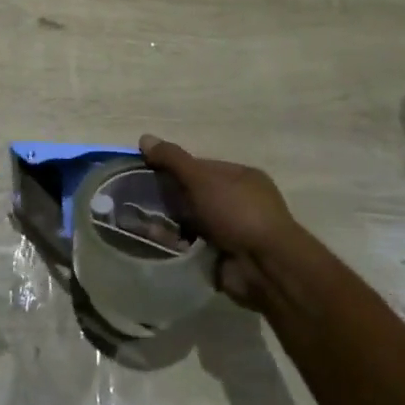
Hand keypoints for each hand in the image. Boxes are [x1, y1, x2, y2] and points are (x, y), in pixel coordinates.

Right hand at [140, 135, 320, 307]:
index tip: (147, 173)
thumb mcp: (202, 179)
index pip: (201, 166)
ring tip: (142, 222)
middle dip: (169, 198)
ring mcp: (233, 231)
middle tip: (140, 200)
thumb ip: (173, 159)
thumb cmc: (237, 213)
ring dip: (170, 223)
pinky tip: (156, 241)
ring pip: (193, 221)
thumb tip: (144, 138)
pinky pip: (194, 245)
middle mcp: (240, 202)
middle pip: (195, 194)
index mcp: (241, 177)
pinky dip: (177, 243)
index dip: (174, 167)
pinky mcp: (224, 256)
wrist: (265, 267)